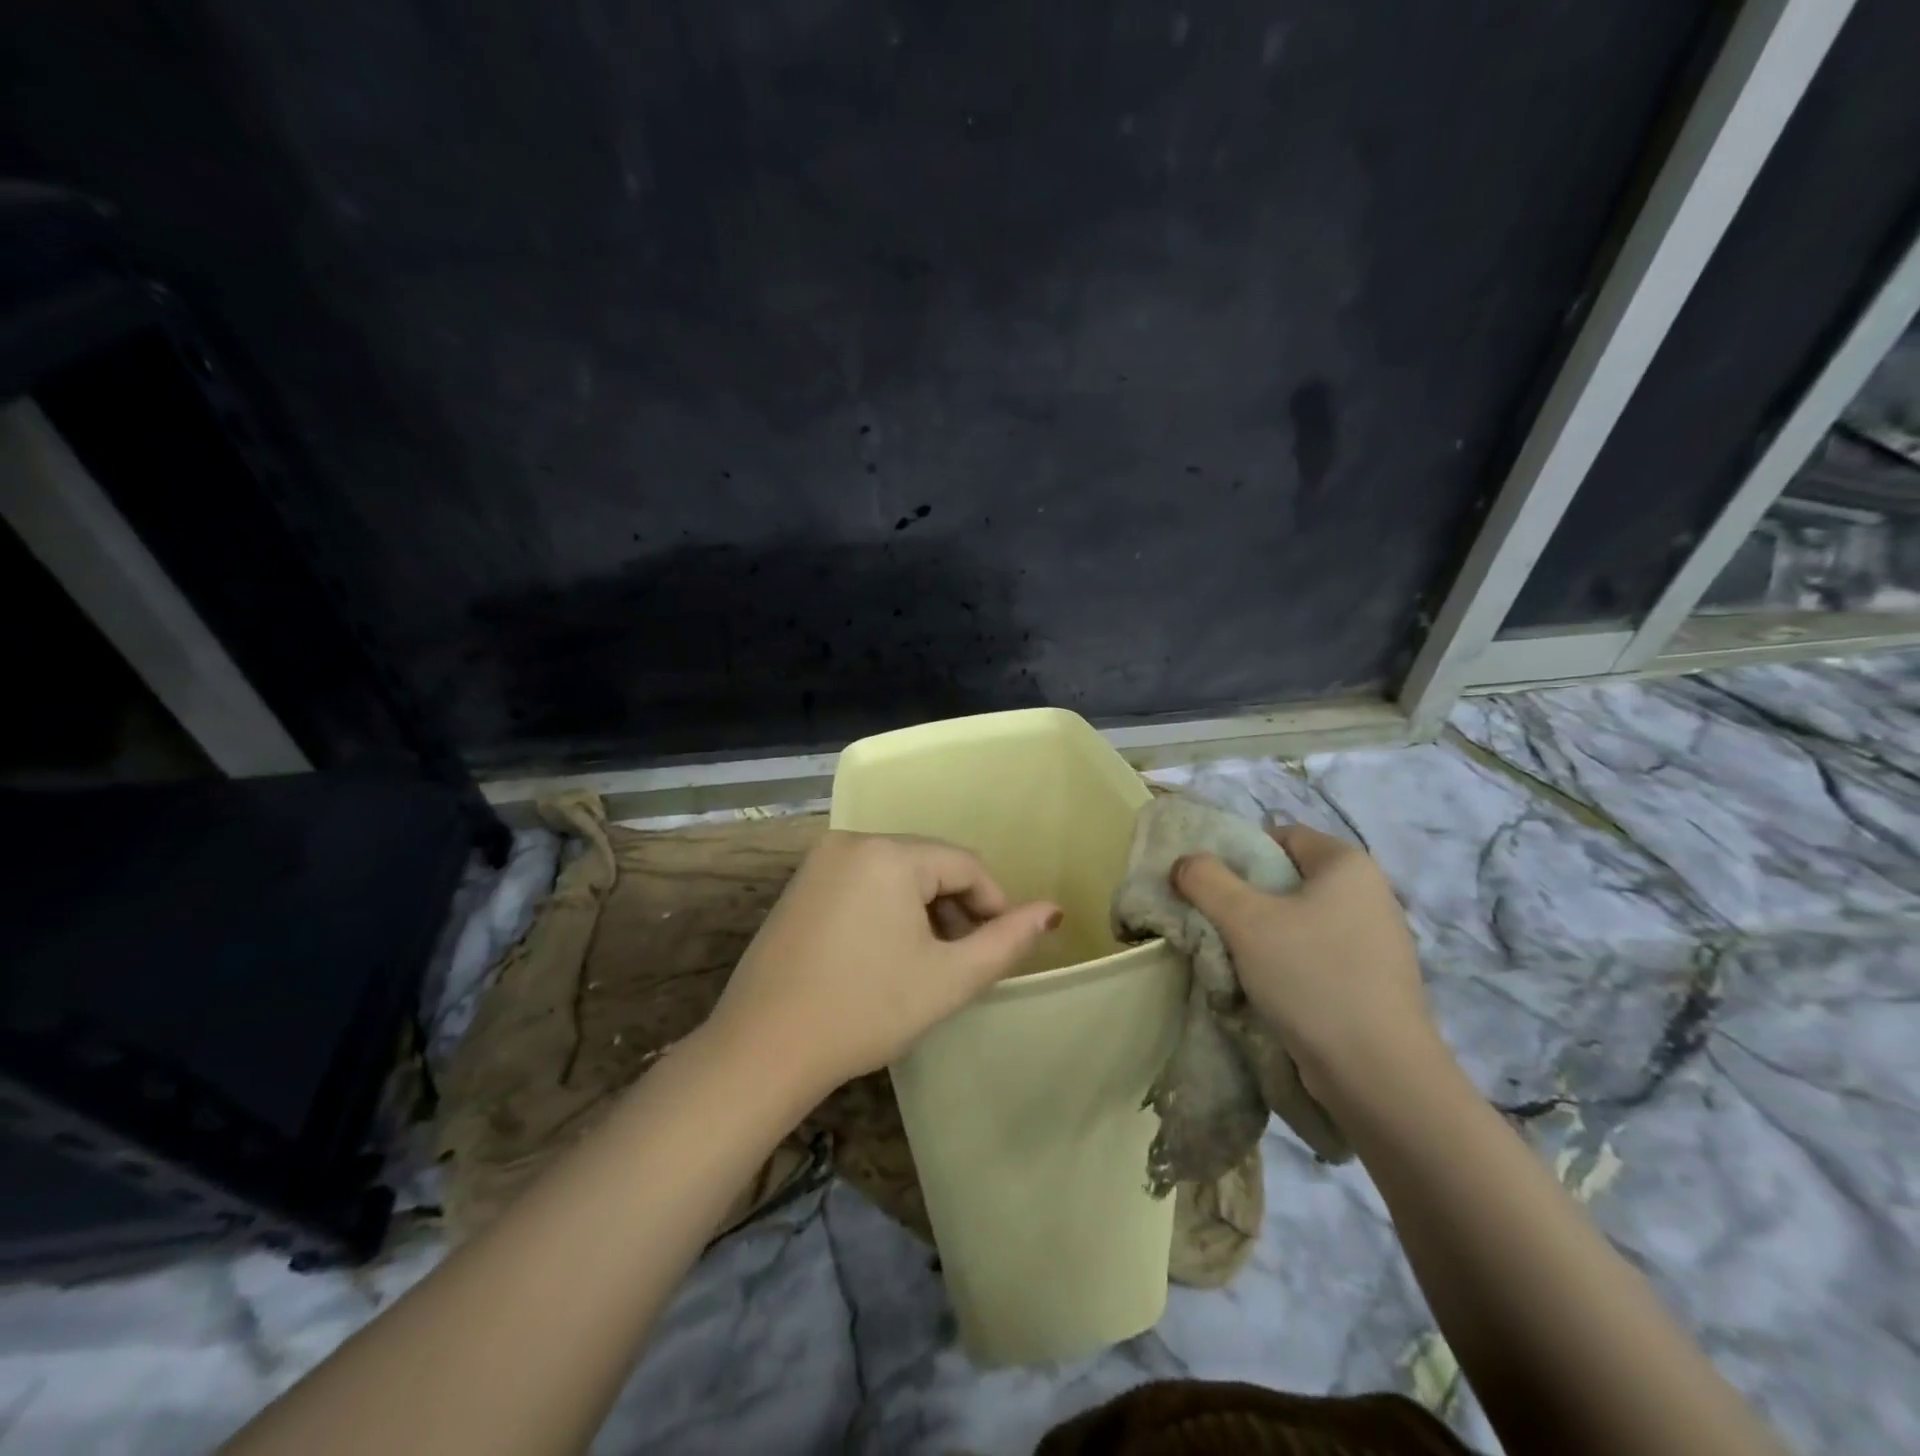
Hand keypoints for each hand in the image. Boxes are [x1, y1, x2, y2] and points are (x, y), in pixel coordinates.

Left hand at [704, 831, 1061, 1097]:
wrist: (763, 1048)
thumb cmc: (866, 1009)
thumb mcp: (948, 978)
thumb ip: (1007, 940)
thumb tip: (1053, 910)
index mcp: (889, 852)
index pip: (965, 864)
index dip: (993, 905)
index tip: (998, 950)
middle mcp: (853, 841)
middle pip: (929, 864)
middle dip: (955, 908)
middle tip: (961, 962)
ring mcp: (820, 861)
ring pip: (896, 874)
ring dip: (922, 910)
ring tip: (927, 963)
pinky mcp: (800, 885)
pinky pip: (863, 882)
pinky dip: (886, 910)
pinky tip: (885, 955)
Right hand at [1172, 823, 1434, 1097]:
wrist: (1378, 1074)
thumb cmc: (1311, 976)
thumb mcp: (1244, 919)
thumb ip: (1206, 880)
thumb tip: (1185, 862)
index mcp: (1348, 864)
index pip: (1283, 835)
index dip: (1241, 851)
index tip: (1211, 884)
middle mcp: (1371, 894)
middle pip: (1289, 879)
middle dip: (1247, 898)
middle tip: (1214, 922)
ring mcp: (1378, 941)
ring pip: (1301, 921)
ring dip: (1264, 935)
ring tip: (1235, 961)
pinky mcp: (1375, 983)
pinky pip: (1318, 955)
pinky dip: (1289, 964)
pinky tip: (1268, 990)